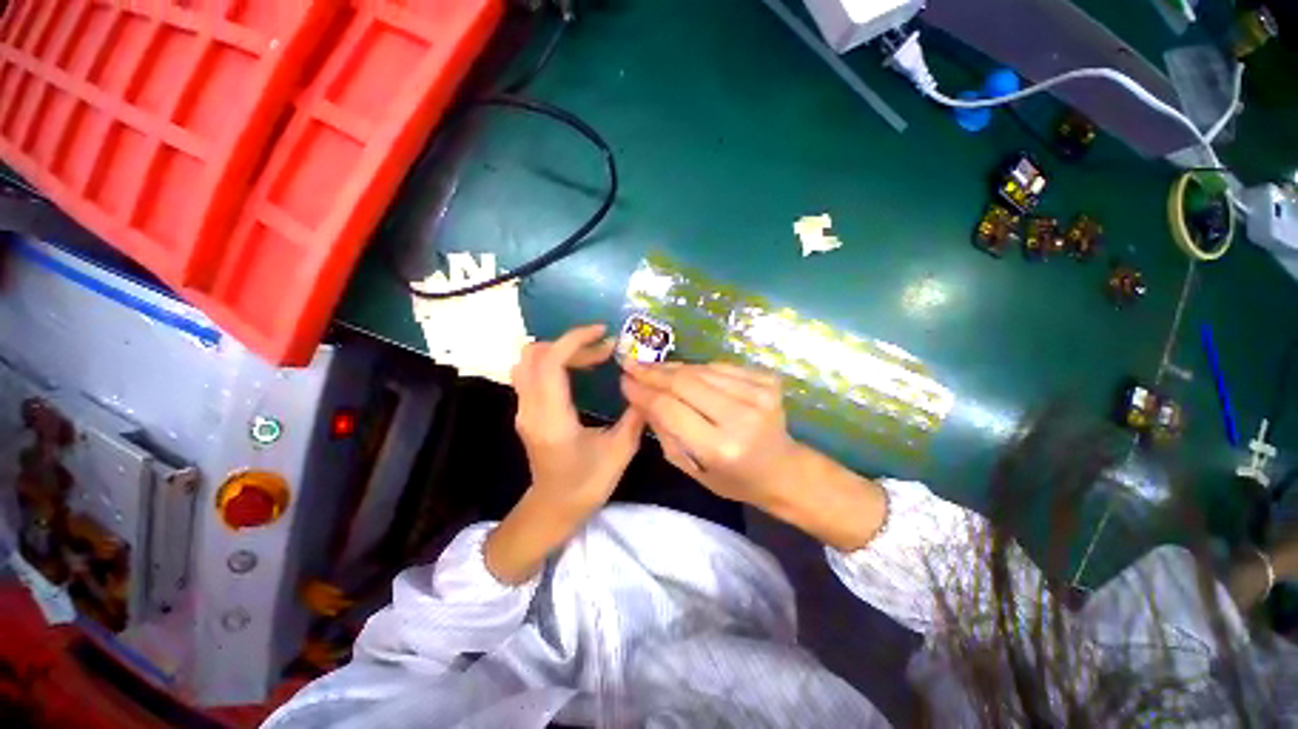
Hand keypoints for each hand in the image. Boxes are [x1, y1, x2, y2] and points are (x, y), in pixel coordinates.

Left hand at [487, 324, 645, 584]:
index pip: (550, 363)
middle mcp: (530, 409)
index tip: (603, 332)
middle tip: (603, 350)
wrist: (553, 508)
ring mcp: (523, 409)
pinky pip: (532, 372)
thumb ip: (635, 416)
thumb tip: (645, 386)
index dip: (574, 340)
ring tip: (593, 357)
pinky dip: (555, 360)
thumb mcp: (620, 451)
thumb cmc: (587, 485)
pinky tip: (579, 370)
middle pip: (535, 354)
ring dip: (561, 350)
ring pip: (530, 360)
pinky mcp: (526, 410)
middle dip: (571, 343)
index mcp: (552, 419)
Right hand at [620, 361, 798, 506]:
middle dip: (653, 372)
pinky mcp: (768, 380)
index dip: (643, 392)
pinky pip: (720, 366)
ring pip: (701, 369)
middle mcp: (741, 417)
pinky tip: (683, 371)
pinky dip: (697, 368)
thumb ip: (664, 431)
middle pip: (684, 382)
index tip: (624, 380)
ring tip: (651, 367)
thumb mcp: (690, 467)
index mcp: (719, 448)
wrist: (783, 469)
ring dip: (672, 367)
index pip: (670, 409)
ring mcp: (759, 394)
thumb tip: (640, 395)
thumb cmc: (733, 479)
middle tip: (631, 364)